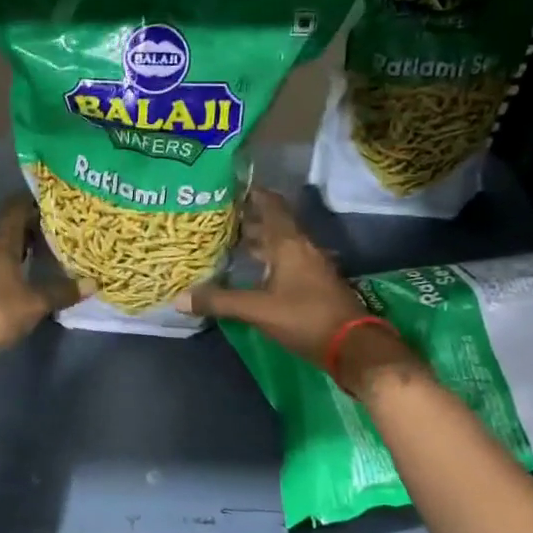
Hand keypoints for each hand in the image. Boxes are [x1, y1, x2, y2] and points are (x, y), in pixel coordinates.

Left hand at [0, 195, 81, 364]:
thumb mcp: (35, 301)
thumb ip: (62, 290)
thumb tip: (93, 283)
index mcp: (0, 242)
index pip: (16, 208)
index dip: (35, 199)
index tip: (60, 198)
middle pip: (15, 228)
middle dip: (39, 224)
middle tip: (69, 223)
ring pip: (12, 250)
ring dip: (33, 248)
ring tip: (62, 247)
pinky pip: (9, 271)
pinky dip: (26, 269)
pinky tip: (45, 276)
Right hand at [183, 187, 422, 392]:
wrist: (352, 345)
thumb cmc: (304, 317)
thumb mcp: (257, 309)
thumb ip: (220, 301)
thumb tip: (179, 298)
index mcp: (289, 244)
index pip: (271, 205)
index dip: (253, 193)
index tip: (230, 188)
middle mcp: (301, 248)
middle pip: (273, 225)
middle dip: (248, 219)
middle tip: (218, 218)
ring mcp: (311, 266)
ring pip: (280, 245)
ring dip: (258, 241)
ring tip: (229, 242)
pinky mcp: (314, 284)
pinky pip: (286, 262)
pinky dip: (268, 260)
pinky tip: (252, 272)